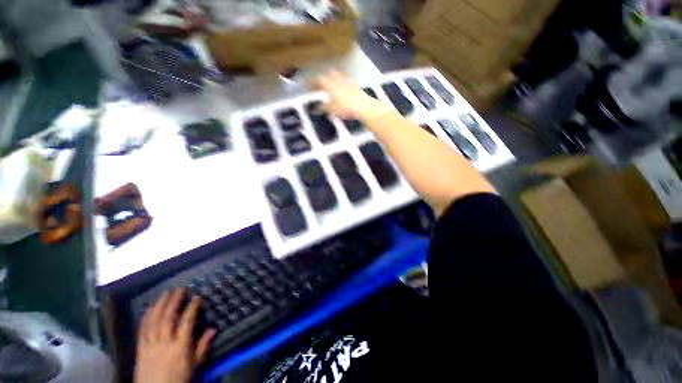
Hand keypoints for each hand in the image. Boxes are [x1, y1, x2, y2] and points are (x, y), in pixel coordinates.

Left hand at [134, 289, 215, 382]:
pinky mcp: (140, 349)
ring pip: (154, 321)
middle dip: (174, 301)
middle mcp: (164, 343)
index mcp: (180, 347)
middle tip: (181, 289)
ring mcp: (150, 345)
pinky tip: (150, 308)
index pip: (187, 322)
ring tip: (166, 293)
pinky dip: (146, 317)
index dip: (192, 308)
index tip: (197, 297)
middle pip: (168, 318)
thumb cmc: (179, 378)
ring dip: (160, 305)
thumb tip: (213, 328)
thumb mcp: (194, 364)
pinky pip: (142, 330)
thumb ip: (203, 346)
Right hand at [314, 71, 387, 119]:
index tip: (308, 85)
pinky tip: (344, 89)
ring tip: (332, 84)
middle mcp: (338, 80)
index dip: (312, 82)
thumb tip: (316, 107)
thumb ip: (323, 107)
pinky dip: (343, 84)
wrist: (363, 106)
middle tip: (320, 83)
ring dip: (334, 79)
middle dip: (324, 78)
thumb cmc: (345, 107)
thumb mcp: (331, 109)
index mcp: (330, 85)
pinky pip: (347, 82)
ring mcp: (348, 82)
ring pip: (339, 76)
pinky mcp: (356, 86)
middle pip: (329, 75)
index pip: (318, 80)